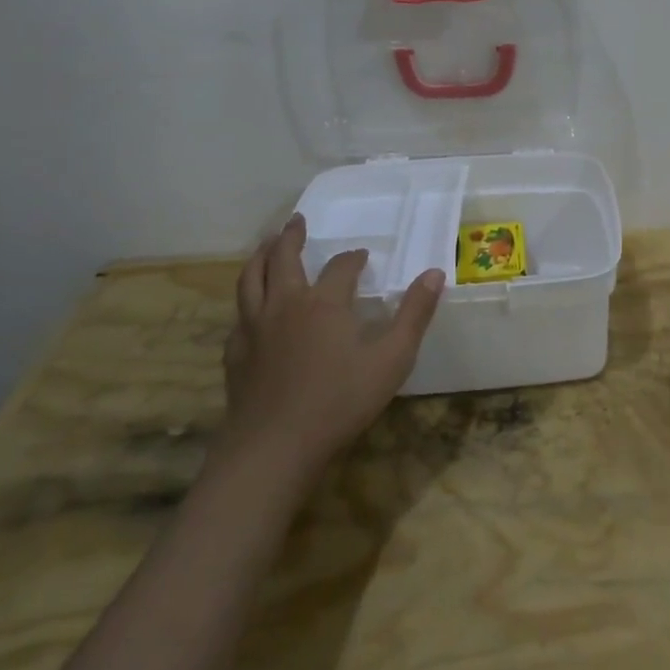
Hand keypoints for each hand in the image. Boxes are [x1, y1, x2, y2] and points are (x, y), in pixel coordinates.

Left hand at [219, 214, 444, 479]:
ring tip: (266, 245)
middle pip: (283, 259)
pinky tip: (250, 312)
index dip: (353, 258)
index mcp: (324, 303)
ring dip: (259, 257)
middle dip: (291, 238)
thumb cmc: (340, 401)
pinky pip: (238, 317)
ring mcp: (254, 329)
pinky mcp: (235, 355)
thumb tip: (434, 273)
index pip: (341, 267)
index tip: (362, 255)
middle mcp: (285, 305)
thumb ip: (414, 314)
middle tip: (296, 221)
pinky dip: (245, 303)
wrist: (274, 448)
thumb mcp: (392, 359)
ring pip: (250, 280)